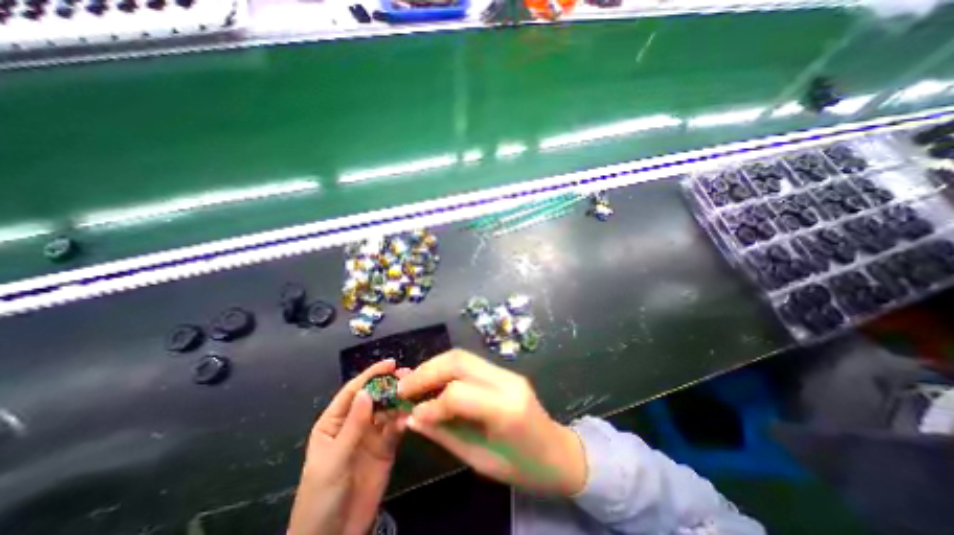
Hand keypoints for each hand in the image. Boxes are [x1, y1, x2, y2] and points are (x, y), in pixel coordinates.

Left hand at [289, 359, 412, 534]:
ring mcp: (371, 435)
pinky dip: (404, 420)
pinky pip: (396, 428)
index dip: (371, 375)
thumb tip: (367, 391)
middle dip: (390, 385)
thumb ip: (352, 426)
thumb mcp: (333, 461)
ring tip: (414, 393)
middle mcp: (354, 424)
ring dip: (400, 400)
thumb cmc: (321, 498)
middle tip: (409, 376)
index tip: (390, 363)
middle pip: (374, 397)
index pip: (353, 392)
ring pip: (388, 410)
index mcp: (334, 423)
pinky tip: (411, 417)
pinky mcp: (386, 447)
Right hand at [396, 349, 588, 494]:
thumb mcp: (480, 460)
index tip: (411, 413)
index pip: (458, 393)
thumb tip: (414, 418)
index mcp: (506, 409)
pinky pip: (470, 363)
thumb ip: (445, 434)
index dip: (431, 403)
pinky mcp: (504, 371)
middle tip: (403, 386)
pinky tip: (435, 381)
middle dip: (427, 371)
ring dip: (434, 366)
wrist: (558, 453)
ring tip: (415, 382)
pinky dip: (447, 368)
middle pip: (459, 361)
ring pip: (463, 356)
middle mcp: (507, 382)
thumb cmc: (523, 468)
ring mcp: (507, 372)